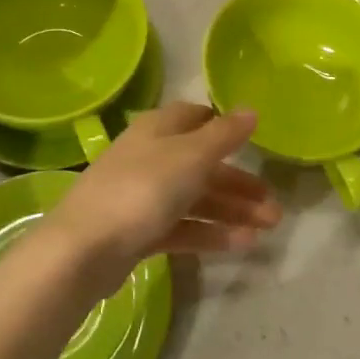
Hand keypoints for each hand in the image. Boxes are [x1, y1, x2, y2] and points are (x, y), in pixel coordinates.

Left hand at [42, 103, 281, 297]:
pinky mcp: (139, 232)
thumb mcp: (190, 156)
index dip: (222, 126)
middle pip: (201, 164)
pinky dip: (211, 233)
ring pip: (195, 198)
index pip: (193, 117)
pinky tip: (242, 245)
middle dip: (238, 182)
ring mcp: (142, 196)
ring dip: (232, 211)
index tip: (251, 141)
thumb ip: (224, 135)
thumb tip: (251, 110)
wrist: (85, 248)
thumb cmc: (142, 189)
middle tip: (274, 204)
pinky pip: (182, 227)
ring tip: (269, 227)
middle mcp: (150, 157)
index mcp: (157, 130)